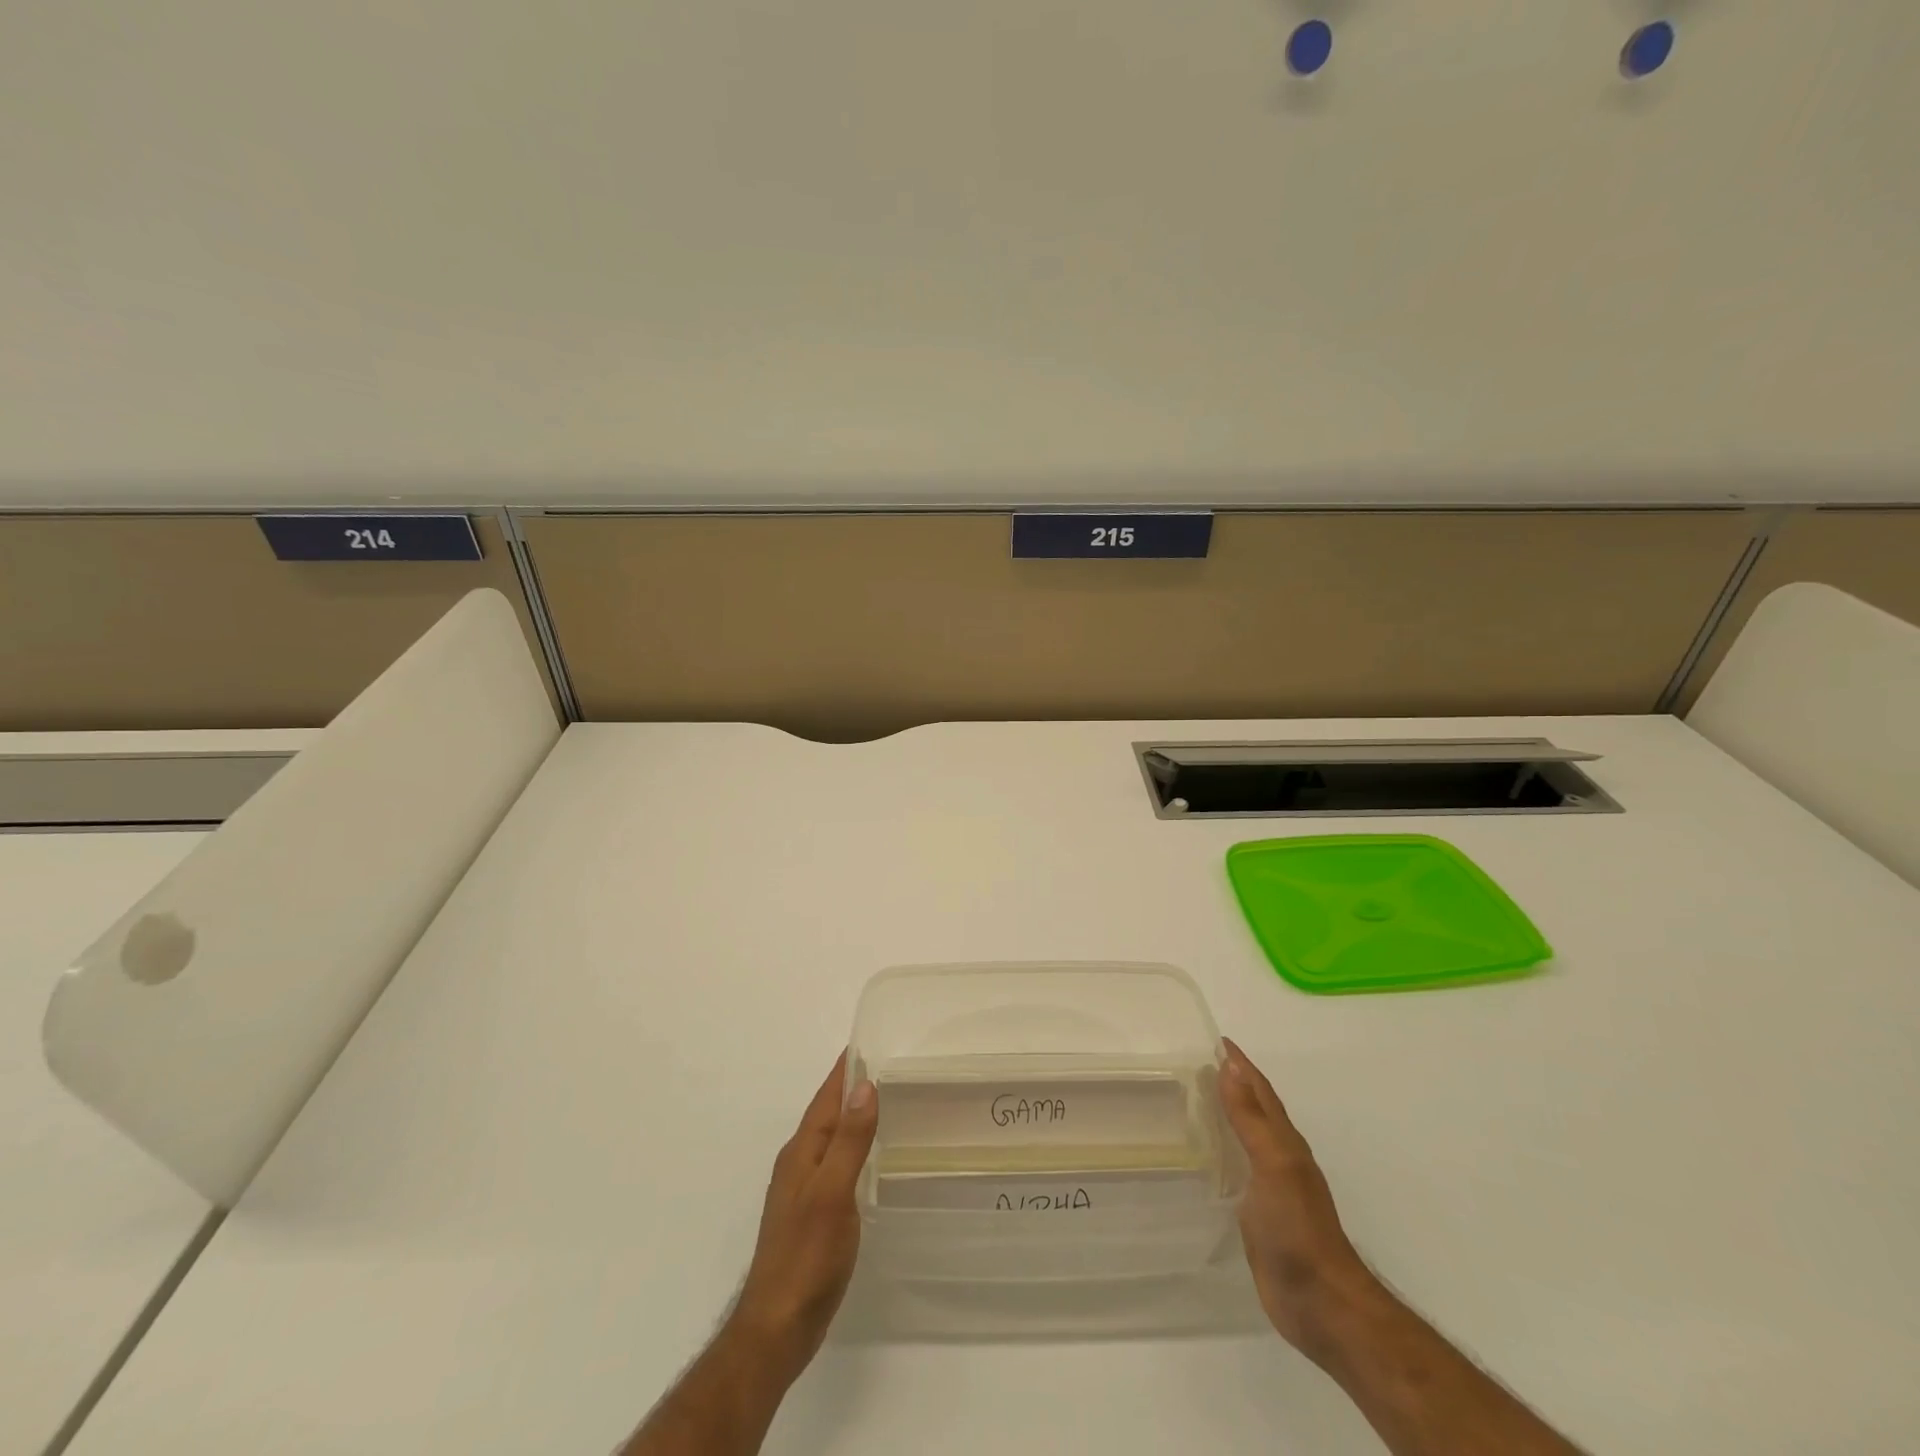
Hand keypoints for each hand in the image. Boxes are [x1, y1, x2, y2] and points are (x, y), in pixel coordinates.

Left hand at [728, 1052, 877, 1382]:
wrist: (777, 1328)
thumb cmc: (806, 1257)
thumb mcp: (833, 1194)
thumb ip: (850, 1141)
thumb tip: (865, 1086)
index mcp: (802, 1152)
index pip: (826, 1098)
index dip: (845, 1070)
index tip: (868, 1040)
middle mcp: (799, 1163)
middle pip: (828, 1114)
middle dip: (851, 1087)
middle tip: (887, 1064)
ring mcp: (802, 1190)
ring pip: (831, 1138)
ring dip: (852, 1116)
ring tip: (883, 1101)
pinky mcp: (811, 1214)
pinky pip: (835, 1163)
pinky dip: (852, 1147)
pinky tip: (868, 1156)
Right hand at [1220, 1037, 1379, 1356]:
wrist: (1322, 1304)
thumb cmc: (1297, 1229)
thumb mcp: (1274, 1165)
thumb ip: (1251, 1118)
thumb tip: (1230, 1066)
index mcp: (1285, 1143)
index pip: (1260, 1092)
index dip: (1241, 1066)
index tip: (1217, 1041)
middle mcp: (1280, 1159)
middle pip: (1255, 1110)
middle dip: (1233, 1083)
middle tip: (1198, 1063)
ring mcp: (1271, 1189)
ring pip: (1247, 1138)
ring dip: (1227, 1115)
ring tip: (1195, 1099)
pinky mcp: (1259, 1216)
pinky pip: (1237, 1169)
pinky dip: (1223, 1151)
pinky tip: (1205, 1155)